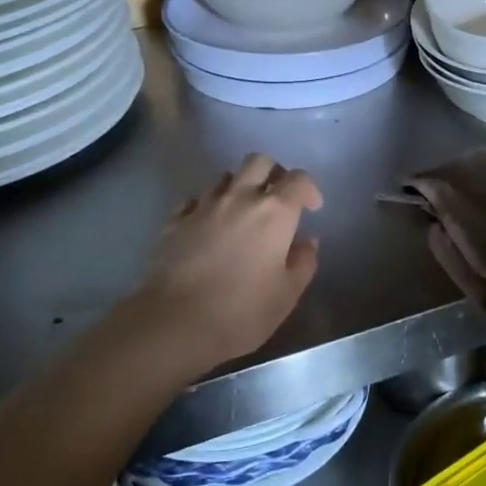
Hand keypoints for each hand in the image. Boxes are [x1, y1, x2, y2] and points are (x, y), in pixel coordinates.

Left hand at [133, 154, 322, 375]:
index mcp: (275, 212)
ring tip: (242, 212)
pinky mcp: (175, 221)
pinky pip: (195, 199)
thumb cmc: (241, 311)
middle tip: (277, 198)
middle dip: (273, 172)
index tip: (311, 209)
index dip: (309, 189)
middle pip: (259, 161)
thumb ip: (303, 261)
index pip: (299, 179)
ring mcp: (203, 206)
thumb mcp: (287, 294)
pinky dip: (207, 206)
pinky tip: (209, 226)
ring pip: (225, 177)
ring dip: (239, 187)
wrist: (174, 323)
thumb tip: (306, 241)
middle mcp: (240, 197)